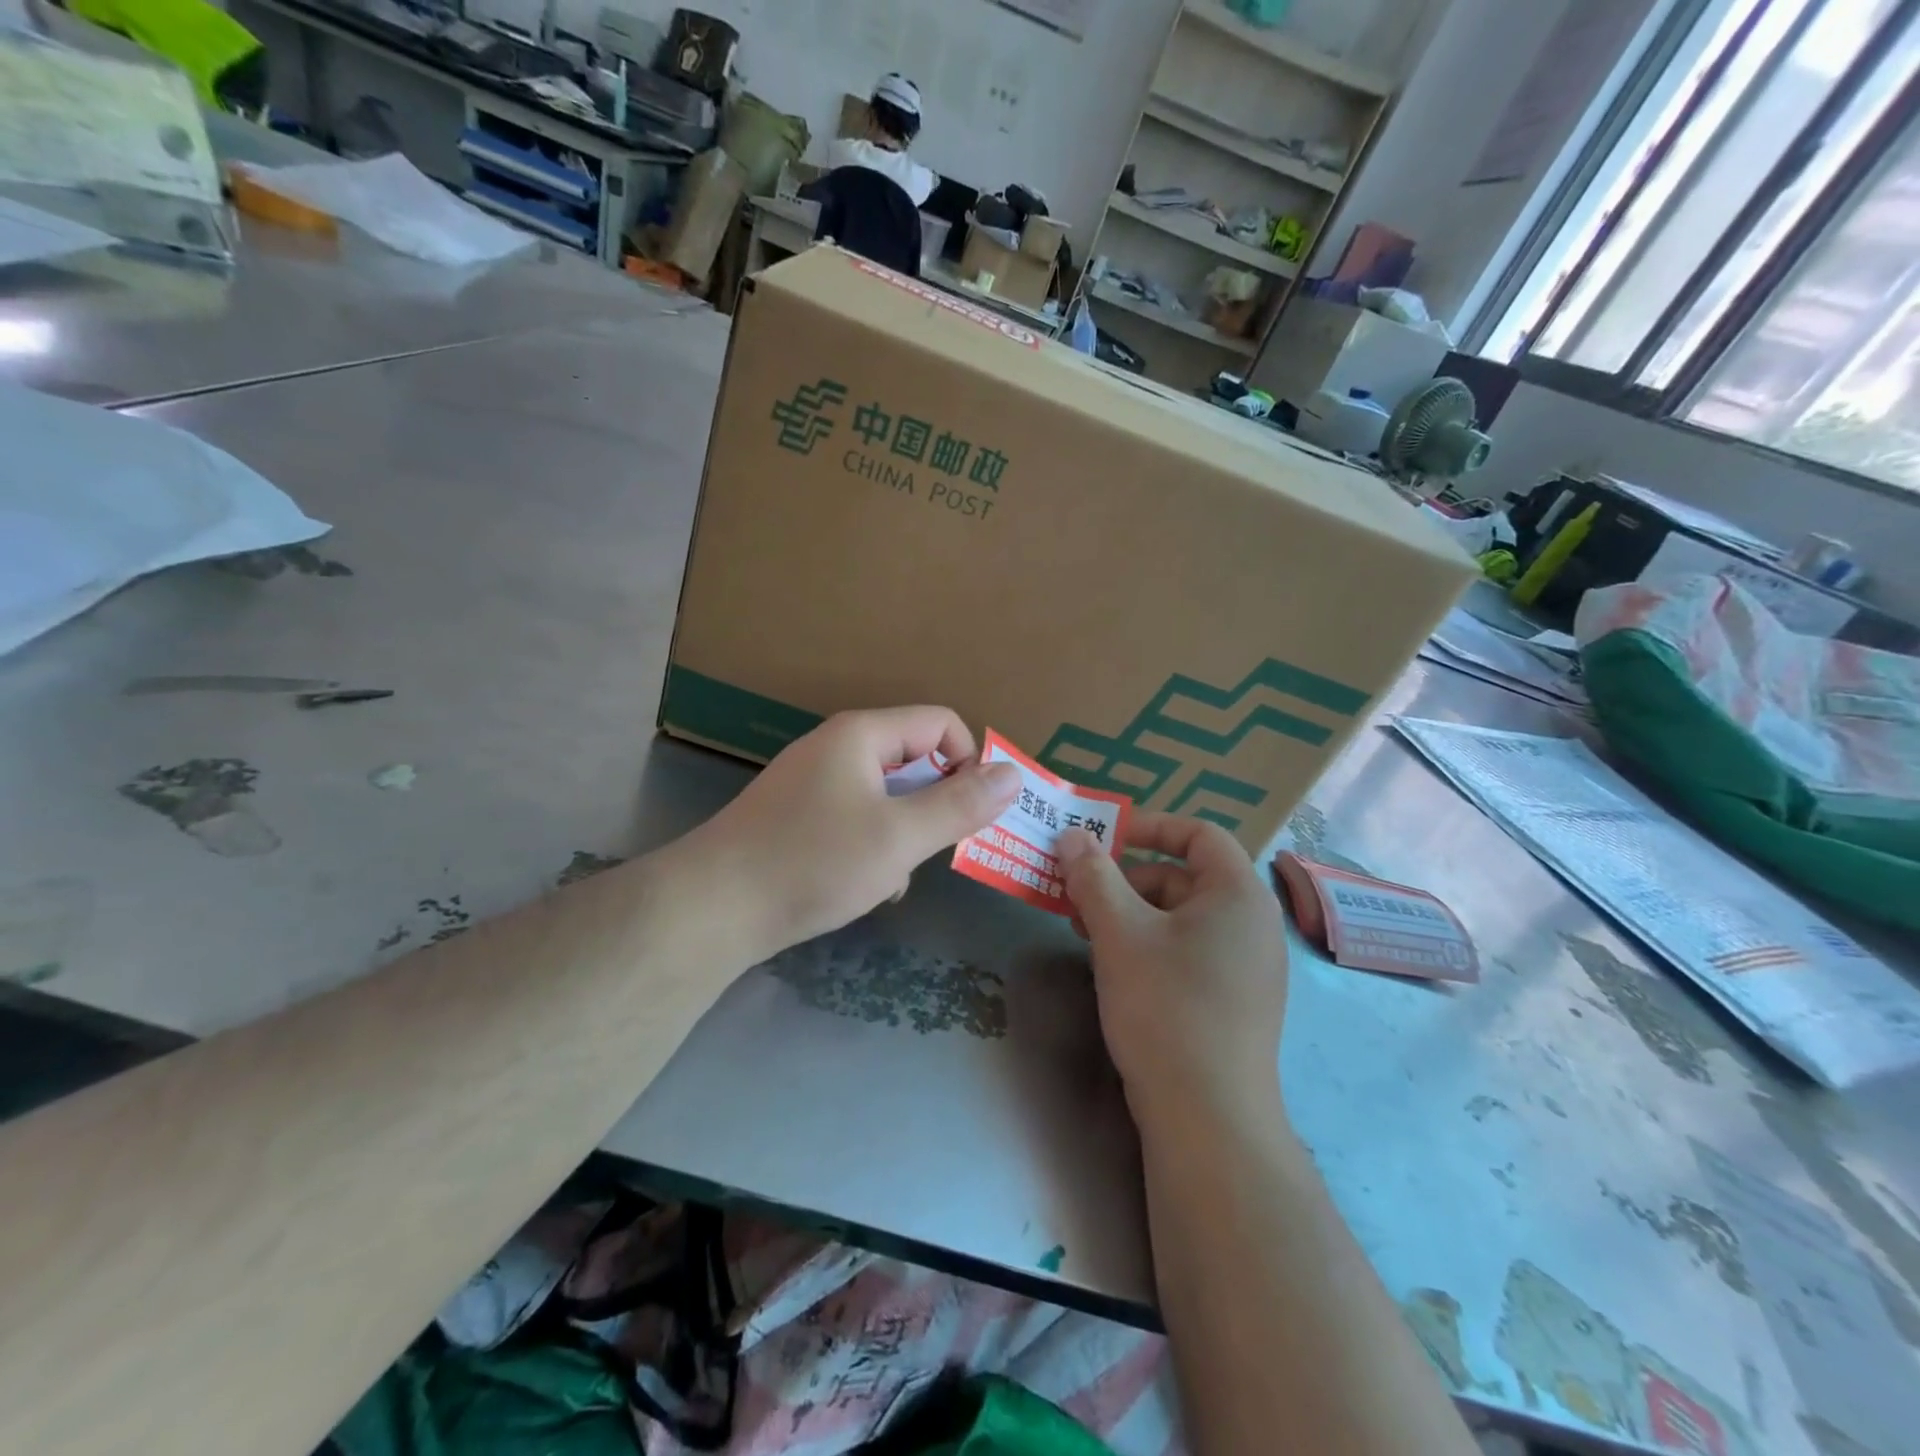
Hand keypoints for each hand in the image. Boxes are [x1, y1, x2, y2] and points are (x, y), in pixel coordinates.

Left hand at [686, 707, 1019, 961]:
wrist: (712, 908)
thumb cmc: (813, 862)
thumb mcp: (899, 837)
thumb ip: (960, 805)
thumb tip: (1013, 775)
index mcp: (862, 735)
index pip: (940, 723)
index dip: (969, 761)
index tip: (973, 813)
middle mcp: (836, 747)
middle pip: (913, 758)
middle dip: (935, 803)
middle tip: (937, 849)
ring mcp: (813, 782)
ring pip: (887, 795)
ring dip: (905, 832)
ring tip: (895, 874)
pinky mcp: (798, 817)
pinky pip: (857, 818)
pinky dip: (873, 845)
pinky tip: (865, 885)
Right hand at [1058, 815, 1288, 1122]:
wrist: (1208, 1119)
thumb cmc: (1166, 1007)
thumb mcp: (1119, 932)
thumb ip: (1093, 876)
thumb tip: (1072, 835)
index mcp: (1238, 894)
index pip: (1199, 833)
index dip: (1149, 826)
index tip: (1102, 839)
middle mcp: (1251, 923)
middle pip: (1182, 876)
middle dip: (1125, 879)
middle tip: (1076, 896)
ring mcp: (1245, 966)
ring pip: (1178, 917)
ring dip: (1129, 913)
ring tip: (1084, 933)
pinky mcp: (1232, 1001)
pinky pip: (1186, 952)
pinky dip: (1147, 945)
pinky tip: (1112, 966)